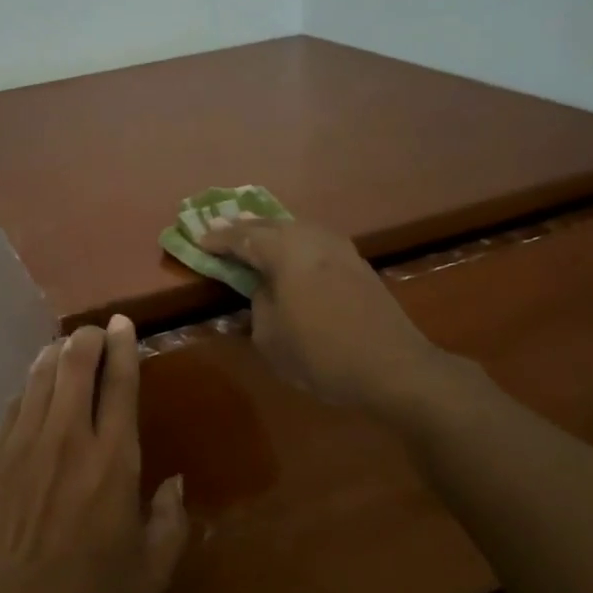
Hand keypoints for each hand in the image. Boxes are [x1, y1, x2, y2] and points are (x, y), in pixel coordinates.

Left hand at [0, 317, 187, 592]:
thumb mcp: (150, 572)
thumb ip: (171, 522)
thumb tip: (175, 483)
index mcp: (112, 459)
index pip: (120, 384)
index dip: (122, 347)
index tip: (121, 324)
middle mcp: (67, 437)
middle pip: (75, 365)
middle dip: (86, 339)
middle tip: (92, 331)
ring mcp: (22, 444)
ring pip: (39, 378)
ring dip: (54, 355)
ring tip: (63, 347)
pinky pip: (12, 408)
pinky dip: (27, 391)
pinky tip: (31, 392)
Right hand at [199, 219, 444, 409]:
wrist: (394, 368)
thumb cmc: (322, 355)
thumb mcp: (270, 337)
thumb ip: (259, 303)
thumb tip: (264, 288)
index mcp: (285, 252)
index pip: (243, 238)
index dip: (218, 239)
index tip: (198, 239)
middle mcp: (312, 239)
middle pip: (270, 225)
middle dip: (244, 228)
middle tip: (220, 229)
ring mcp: (339, 248)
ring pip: (296, 228)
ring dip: (271, 231)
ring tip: (253, 236)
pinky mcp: (357, 263)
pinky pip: (315, 240)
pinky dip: (295, 242)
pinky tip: (291, 251)